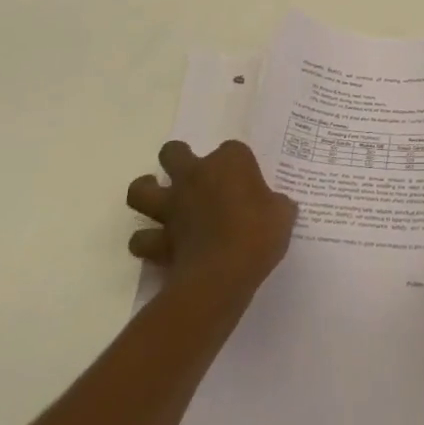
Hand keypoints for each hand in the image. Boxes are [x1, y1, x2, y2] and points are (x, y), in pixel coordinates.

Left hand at [126, 141, 297, 300]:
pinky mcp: (159, 241)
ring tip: (158, 201)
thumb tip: (277, 207)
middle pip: (173, 152)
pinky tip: (158, 245)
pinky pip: (142, 239)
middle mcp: (196, 176)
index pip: (232, 149)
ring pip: (140, 190)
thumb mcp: (282, 215)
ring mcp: (173, 206)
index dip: (238, 164)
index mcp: (230, 162)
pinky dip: (146, 241)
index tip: (246, 181)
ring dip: (147, 192)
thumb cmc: (259, 234)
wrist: (223, 274)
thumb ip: (276, 205)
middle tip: (191, 176)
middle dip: (178, 159)